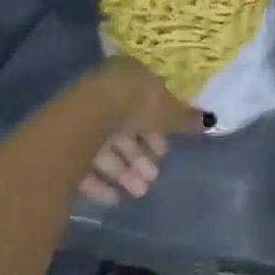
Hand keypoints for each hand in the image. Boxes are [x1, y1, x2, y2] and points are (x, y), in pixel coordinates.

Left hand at [79, 58, 208, 205]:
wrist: (87, 119)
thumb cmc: (135, 105)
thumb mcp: (167, 111)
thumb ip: (185, 118)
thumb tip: (209, 121)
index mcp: (129, 76)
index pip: (146, 102)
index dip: (158, 128)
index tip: (165, 151)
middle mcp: (105, 92)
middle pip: (127, 127)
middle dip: (142, 155)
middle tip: (154, 177)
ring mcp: (83, 117)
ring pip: (109, 147)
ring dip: (126, 171)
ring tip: (140, 191)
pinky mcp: (65, 143)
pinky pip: (87, 164)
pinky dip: (102, 181)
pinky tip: (115, 198)